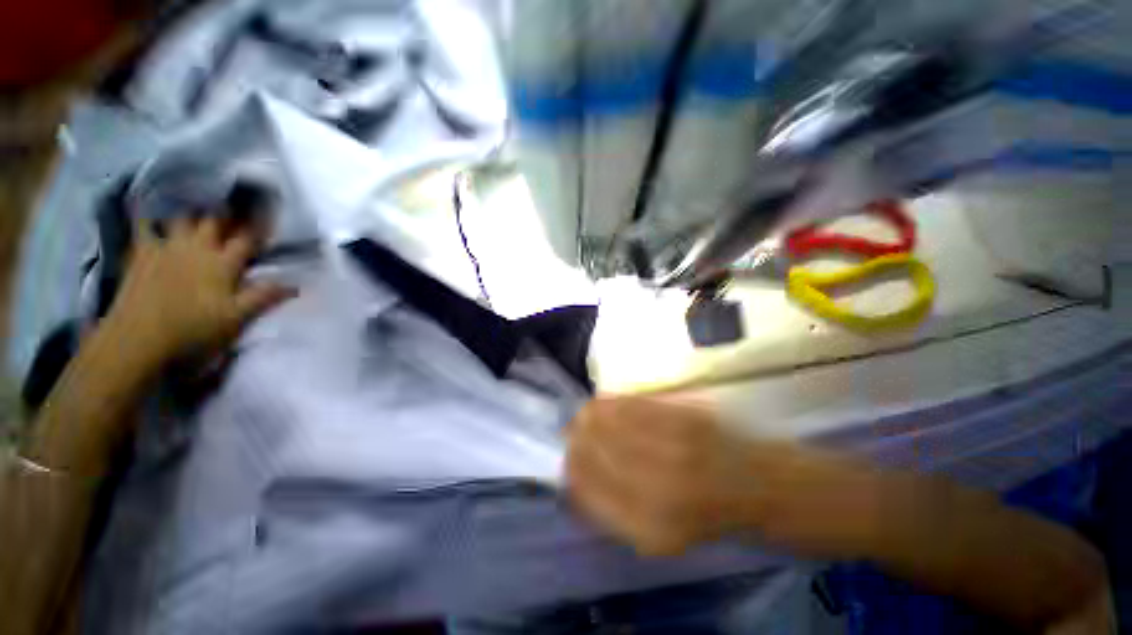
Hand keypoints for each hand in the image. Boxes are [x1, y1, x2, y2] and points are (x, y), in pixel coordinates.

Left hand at [102, 215, 294, 369]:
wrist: (138, 341)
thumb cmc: (193, 331)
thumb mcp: (236, 319)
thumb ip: (263, 297)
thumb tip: (295, 284)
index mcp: (223, 264)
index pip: (247, 239)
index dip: (259, 225)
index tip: (269, 212)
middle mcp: (196, 249)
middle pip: (214, 221)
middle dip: (227, 211)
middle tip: (235, 202)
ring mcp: (166, 248)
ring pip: (182, 218)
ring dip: (193, 211)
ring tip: (199, 204)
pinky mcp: (141, 254)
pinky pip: (143, 227)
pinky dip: (148, 217)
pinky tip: (150, 211)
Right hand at [566, 396, 885, 557]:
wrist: (778, 491)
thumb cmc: (720, 519)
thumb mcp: (665, 535)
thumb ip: (618, 510)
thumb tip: (579, 483)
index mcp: (650, 531)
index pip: (585, 488)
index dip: (570, 470)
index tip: (566, 459)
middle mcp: (657, 490)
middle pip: (592, 450)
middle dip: (575, 440)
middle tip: (572, 434)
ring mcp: (674, 450)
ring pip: (607, 421)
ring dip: (588, 417)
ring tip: (585, 416)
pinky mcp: (688, 420)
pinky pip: (633, 405)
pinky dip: (613, 403)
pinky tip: (606, 404)